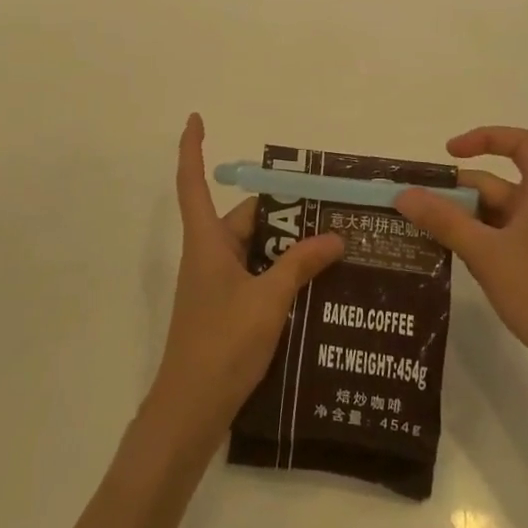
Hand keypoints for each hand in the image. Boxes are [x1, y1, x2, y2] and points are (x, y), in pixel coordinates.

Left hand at [142, 115, 344, 450]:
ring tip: (335, 248)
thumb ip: (301, 265)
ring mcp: (216, 284)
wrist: (191, 409)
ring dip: (288, 248)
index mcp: (206, 241)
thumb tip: (335, 236)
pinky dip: (282, 275)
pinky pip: (256, 276)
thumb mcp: (268, 299)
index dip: (191, 148)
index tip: (196, 118)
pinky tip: (317, 287)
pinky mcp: (225, 309)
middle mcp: (208, 255)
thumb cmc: (222, 343)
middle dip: (283, 214)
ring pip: (255, 250)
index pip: (192, 182)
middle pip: (245, 219)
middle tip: (331, 212)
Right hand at [395, 127, 527, 403]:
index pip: (522, 144)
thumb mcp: (486, 253)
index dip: (487, 138)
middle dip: (455, 192)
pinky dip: (472, 243)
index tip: (450, 153)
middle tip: (413, 206)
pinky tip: (448, 259)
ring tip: (420, 232)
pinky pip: (497, 242)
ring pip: (492, 217)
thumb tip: (403, 194)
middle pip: (495, 184)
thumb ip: (444, 221)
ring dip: (459, 219)